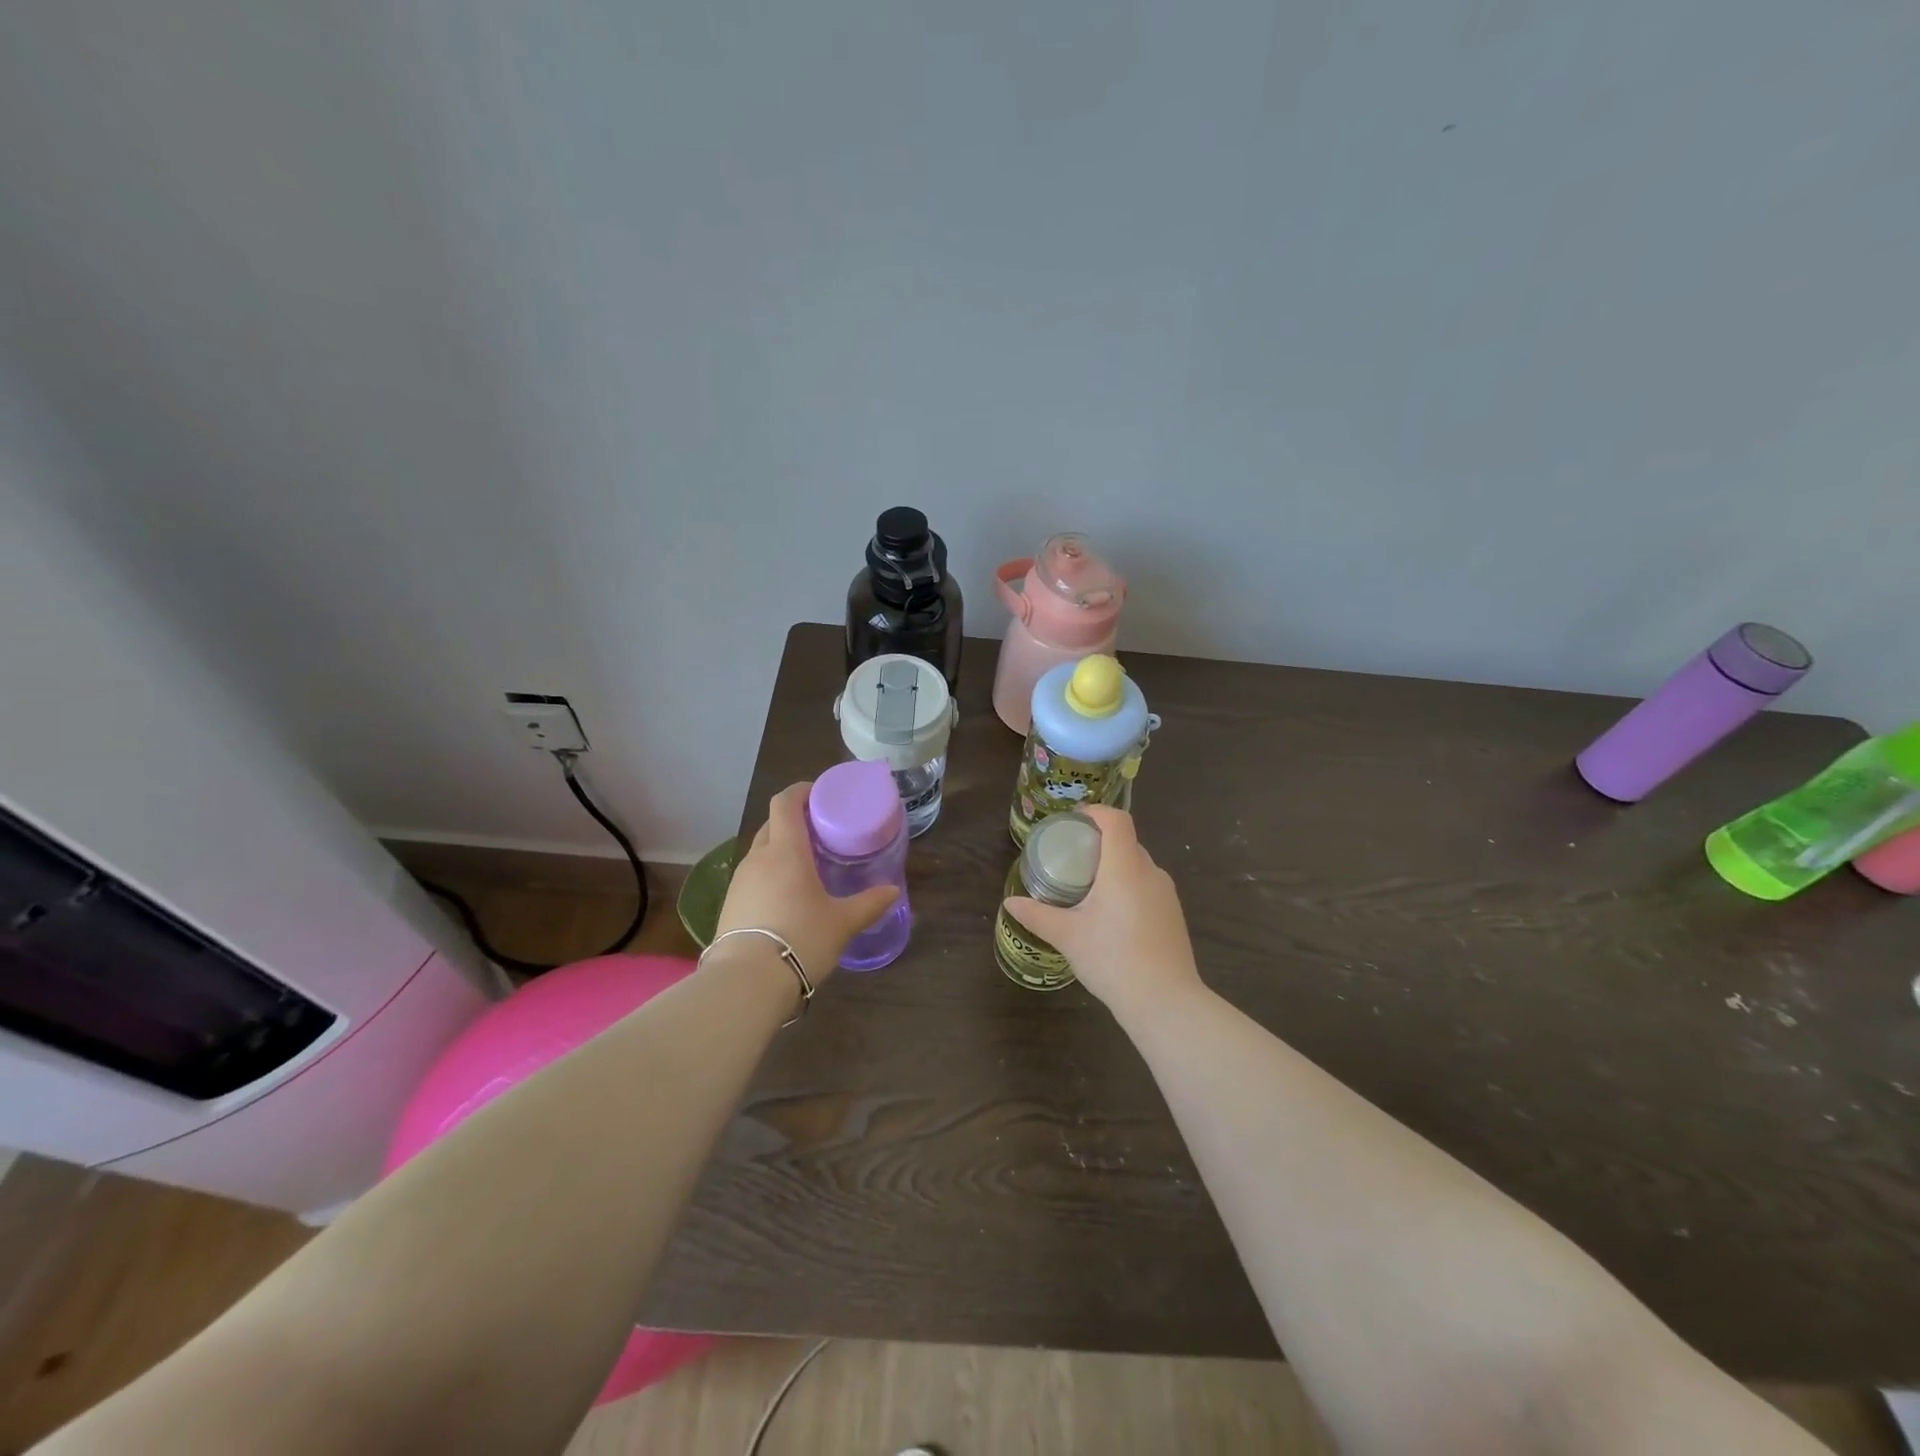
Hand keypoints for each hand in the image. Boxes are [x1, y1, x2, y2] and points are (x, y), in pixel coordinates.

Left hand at [714, 782, 899, 981]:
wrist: (746, 982)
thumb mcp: (842, 923)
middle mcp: (758, 859)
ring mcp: (739, 882)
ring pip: (761, 852)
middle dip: (794, 821)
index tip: (820, 794)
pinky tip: (786, 898)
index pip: (785, 802)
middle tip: (820, 832)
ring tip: (806, 867)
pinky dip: (769, 875)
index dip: (800, 791)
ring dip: (780, 850)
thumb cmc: (801, 939)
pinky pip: (752, 878)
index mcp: (786, 851)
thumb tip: (893, 892)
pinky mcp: (729, 906)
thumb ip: (869, 904)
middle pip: (772, 825)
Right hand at [1003, 805, 1202, 1018]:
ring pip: (1138, 865)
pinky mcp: (1173, 915)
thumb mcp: (1068, 936)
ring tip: (1088, 887)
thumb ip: (1038, 915)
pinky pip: (1147, 886)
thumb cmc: (1112, 959)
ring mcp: (1166, 894)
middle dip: (1099, 842)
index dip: (1095, 813)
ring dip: (1114, 867)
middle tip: (1071, 858)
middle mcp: (1150, 872)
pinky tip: (1111, 915)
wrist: (1165, 1002)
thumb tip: (1010, 903)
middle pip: (1126, 841)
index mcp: (1124, 867)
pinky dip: (1128, 887)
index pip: (1116, 820)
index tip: (1073, 822)